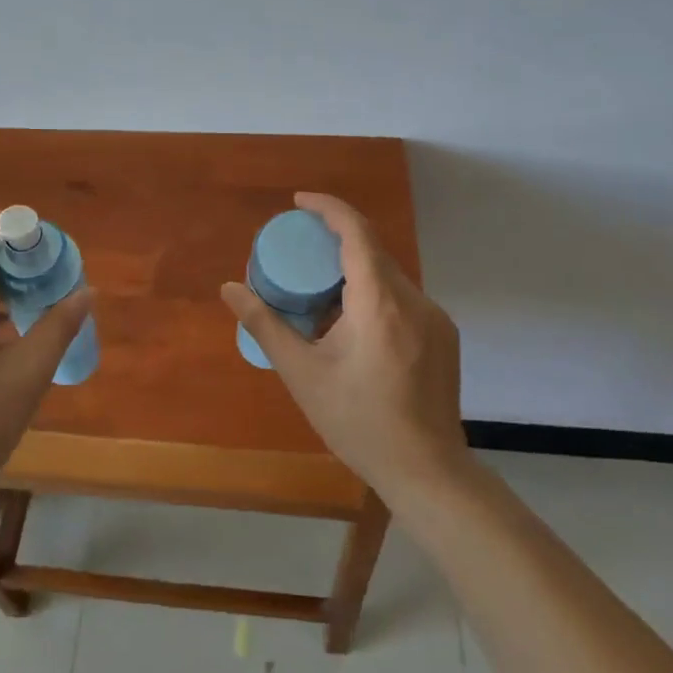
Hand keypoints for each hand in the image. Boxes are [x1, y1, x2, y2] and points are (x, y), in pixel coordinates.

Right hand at [221, 192, 464, 497]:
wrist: (426, 471)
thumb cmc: (357, 422)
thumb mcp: (302, 373)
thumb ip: (265, 324)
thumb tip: (229, 288)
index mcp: (380, 304)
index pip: (357, 233)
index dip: (328, 208)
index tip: (299, 202)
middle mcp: (414, 301)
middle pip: (372, 252)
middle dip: (335, 241)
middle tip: (298, 251)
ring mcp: (435, 319)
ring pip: (388, 276)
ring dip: (353, 272)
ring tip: (319, 293)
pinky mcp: (443, 336)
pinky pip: (402, 299)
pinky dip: (373, 295)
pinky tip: (351, 326)